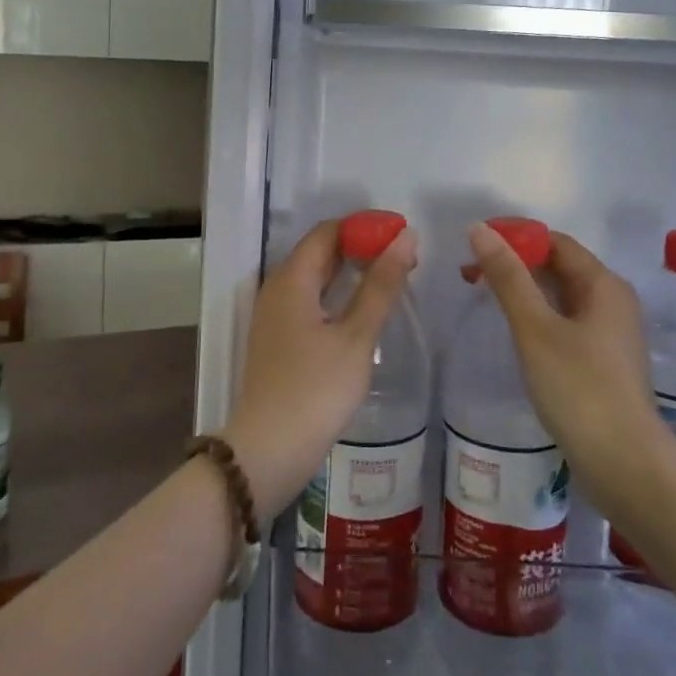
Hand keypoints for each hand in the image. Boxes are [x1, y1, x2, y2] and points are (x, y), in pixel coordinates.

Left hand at [222, 219, 417, 525]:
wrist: (269, 450)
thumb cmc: (316, 389)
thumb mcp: (356, 335)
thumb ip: (381, 284)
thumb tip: (405, 237)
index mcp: (291, 278)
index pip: (329, 230)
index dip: (365, 226)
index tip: (402, 233)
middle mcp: (277, 287)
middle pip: (320, 250)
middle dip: (362, 247)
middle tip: (405, 256)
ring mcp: (275, 314)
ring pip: (316, 276)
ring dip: (352, 271)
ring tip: (392, 278)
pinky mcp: (279, 338)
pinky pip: (311, 299)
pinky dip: (339, 294)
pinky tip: (363, 310)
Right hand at [466, 222, 664, 501]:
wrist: (624, 464)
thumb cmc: (579, 388)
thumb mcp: (535, 328)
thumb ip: (507, 277)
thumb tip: (480, 229)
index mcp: (603, 284)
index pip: (555, 242)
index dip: (515, 237)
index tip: (474, 246)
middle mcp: (613, 301)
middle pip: (559, 266)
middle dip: (516, 264)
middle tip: (470, 274)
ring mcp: (611, 334)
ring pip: (562, 296)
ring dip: (525, 290)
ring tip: (484, 298)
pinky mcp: (604, 362)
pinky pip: (566, 322)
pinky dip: (538, 316)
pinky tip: (515, 331)